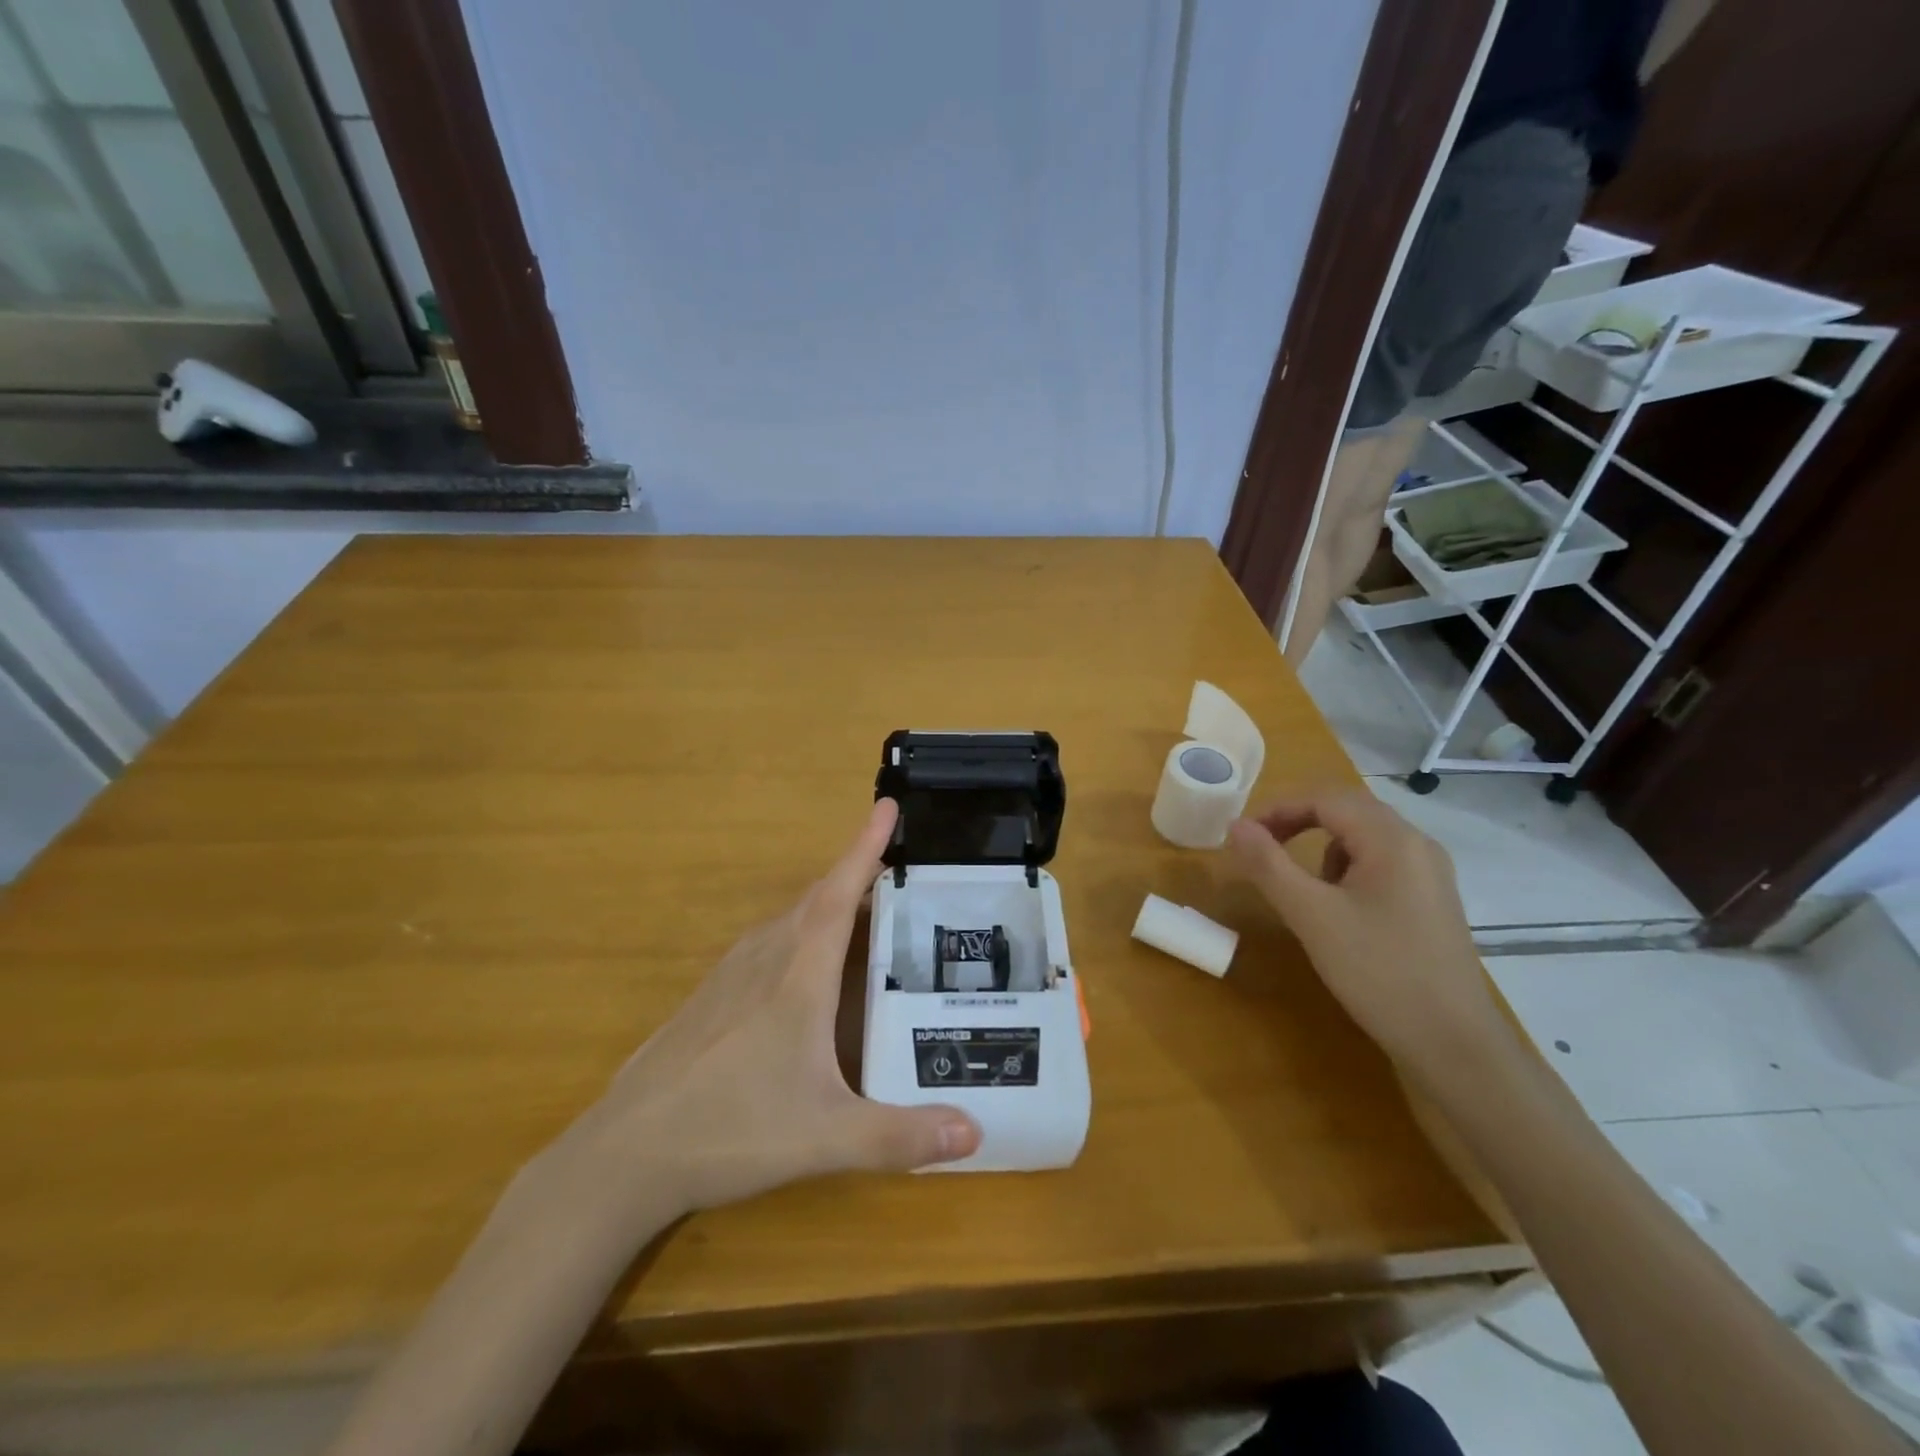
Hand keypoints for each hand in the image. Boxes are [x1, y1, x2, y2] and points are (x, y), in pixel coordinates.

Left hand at [570, 799, 980, 1215]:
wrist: (626, 1154)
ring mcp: (731, 973)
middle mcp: (766, 958)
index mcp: (799, 974)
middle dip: (858, 873)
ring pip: (790, 918)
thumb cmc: (731, 1130)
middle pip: (819, 898)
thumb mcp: (825, 1137)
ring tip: (865, 909)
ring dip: (829, 901)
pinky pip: (768, 941)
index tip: (887, 805)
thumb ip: (901, 1138)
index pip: (841, 893)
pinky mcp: (711, 994)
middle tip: (899, 870)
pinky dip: (800, 930)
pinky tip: (806, 964)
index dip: (866, 847)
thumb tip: (976, 1135)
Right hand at [1226, 788, 1507, 1076]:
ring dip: (1323, 845)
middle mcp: (1417, 845)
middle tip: (1262, 847)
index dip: (1278, 809)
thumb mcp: (1311, 916)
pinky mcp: (1431, 901)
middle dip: (1299, 821)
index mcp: (1392, 839)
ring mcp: (1430, 874)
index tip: (1242, 836)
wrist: (1454, 1044)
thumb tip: (1235, 826)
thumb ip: (1268, 865)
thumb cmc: (1378, 972)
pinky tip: (1340, 908)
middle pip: (1348, 809)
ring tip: (1302, 886)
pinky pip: (1381, 863)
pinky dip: (1347, 869)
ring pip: (1364, 836)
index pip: (1325, 798)